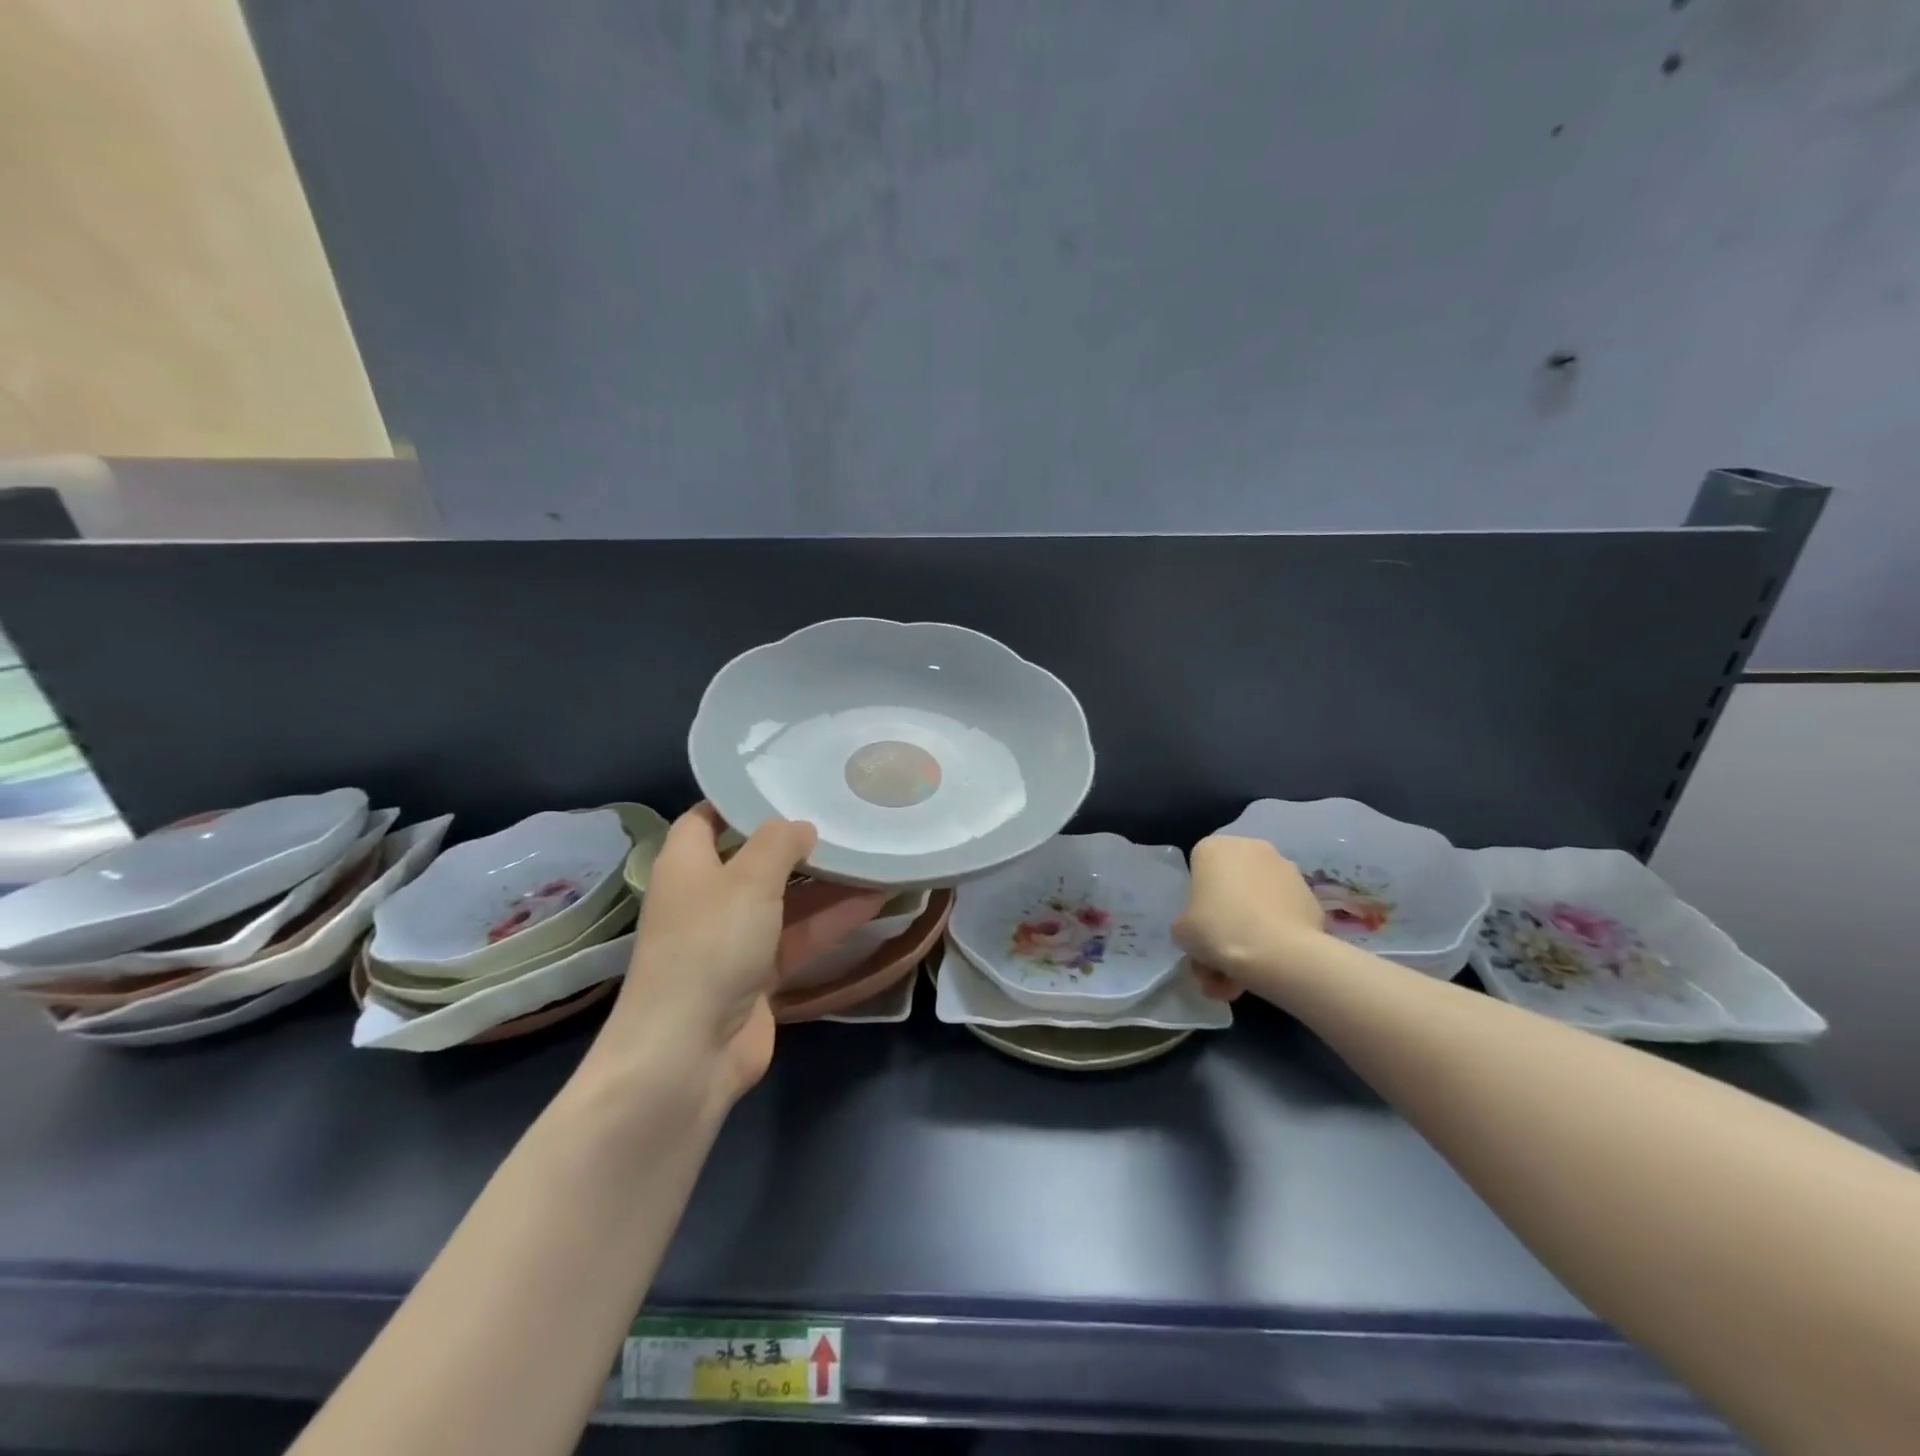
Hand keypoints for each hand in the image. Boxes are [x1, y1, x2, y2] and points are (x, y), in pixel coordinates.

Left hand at [591, 805, 886, 1110]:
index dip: (742, 799)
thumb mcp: (748, 880)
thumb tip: (800, 826)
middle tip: (844, 814)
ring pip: (786, 899)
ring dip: (826, 881)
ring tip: (872, 852)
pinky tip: (876, 899)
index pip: (708, 818)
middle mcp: (708, 897)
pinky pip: (799, 936)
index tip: (788, 782)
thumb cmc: (710, 946)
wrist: (689, 1053)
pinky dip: (832, 920)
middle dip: (797, 841)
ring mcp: (734, 939)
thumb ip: (778, 843)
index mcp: (688, 865)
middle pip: (756, 859)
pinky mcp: (759, 974)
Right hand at [1175, 835, 1327, 1001]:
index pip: (1198, 871)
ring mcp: (1285, 869)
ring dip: (1249, 934)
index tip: (1199, 929)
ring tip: (1244, 975)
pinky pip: (1282, 915)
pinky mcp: (1310, 895)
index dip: (1196, 903)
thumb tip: (1202, 931)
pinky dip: (1275, 935)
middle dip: (1225, 924)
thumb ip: (1186, 923)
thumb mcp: (1181, 931)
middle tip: (1219, 960)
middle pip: (1231, 888)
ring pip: (1257, 904)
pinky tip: (1269, 966)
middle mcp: (1251, 848)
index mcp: (1214, 848)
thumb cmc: (1219, 930)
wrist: (1278, 953)